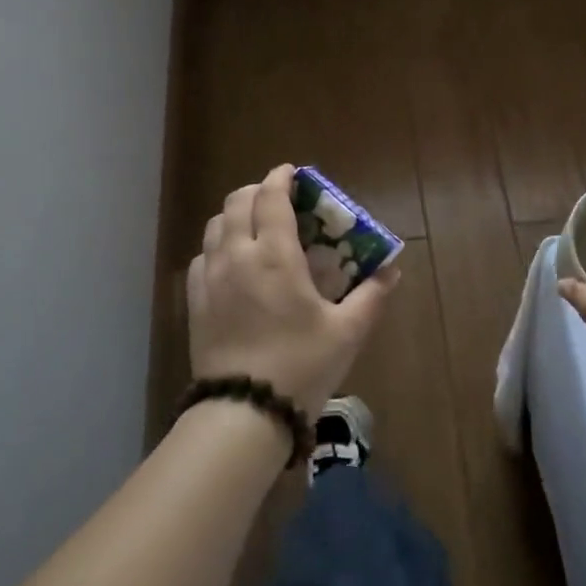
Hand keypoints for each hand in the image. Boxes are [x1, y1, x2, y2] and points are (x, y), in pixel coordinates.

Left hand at [187, 165, 400, 418]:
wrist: (243, 412)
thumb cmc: (301, 366)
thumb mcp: (347, 332)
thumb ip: (371, 296)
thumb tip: (391, 270)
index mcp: (275, 254)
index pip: (271, 197)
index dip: (281, 178)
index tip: (293, 173)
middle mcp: (237, 255)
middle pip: (238, 201)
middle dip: (258, 191)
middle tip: (278, 200)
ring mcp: (210, 277)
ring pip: (216, 225)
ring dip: (236, 214)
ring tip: (255, 227)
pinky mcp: (194, 300)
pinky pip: (202, 256)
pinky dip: (218, 245)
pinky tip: (232, 263)